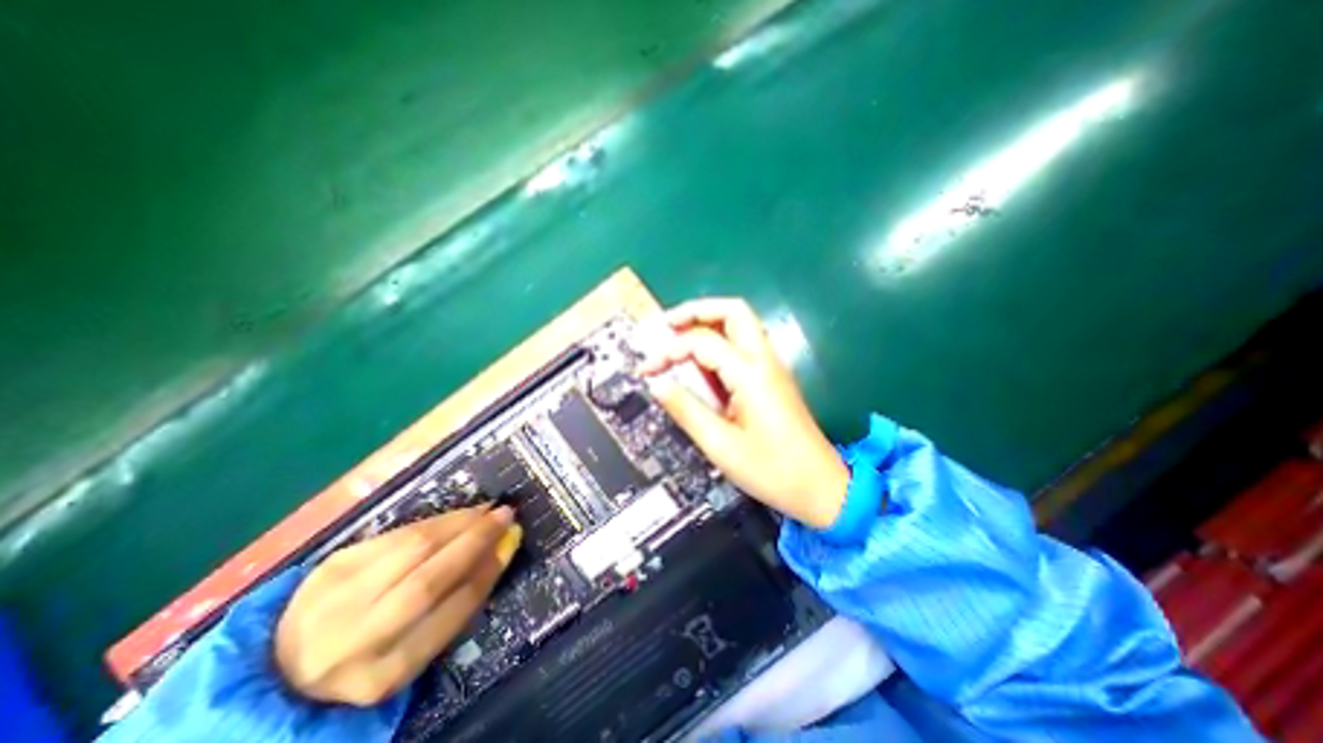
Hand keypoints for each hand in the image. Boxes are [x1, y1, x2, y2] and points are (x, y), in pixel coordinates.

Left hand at [275, 508, 520, 704]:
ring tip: (485, 510)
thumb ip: (454, 607)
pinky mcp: (331, 565)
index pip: (449, 614)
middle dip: (475, 541)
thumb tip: (499, 551)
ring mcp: (336, 599)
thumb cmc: (369, 658)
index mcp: (383, 676)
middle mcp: (353, 641)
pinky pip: (396, 534)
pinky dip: (434, 521)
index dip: (487, 572)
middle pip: (428, 580)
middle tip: (506, 515)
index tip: (511, 542)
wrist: (283, 664)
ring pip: (412, 548)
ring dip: (458, 523)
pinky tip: (455, 515)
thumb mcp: (412, 653)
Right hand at [637, 297, 845, 526]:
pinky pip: (744, 345)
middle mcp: (764, 360)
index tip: (646, 370)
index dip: (669, 350)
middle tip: (667, 326)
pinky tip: (701, 362)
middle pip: (733, 311)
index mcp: (751, 374)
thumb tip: (657, 384)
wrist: (821, 487)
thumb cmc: (772, 470)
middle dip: (696, 311)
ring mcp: (772, 366)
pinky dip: (719, 342)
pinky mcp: (772, 377)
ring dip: (708, 323)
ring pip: (741, 323)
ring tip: (678, 338)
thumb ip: (686, 410)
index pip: (702, 342)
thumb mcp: (721, 445)